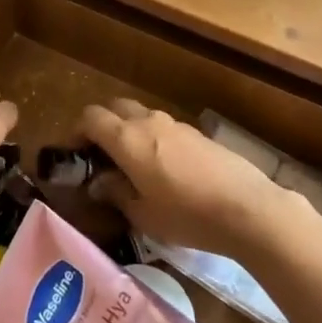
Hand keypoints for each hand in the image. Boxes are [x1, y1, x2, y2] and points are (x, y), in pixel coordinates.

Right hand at [80, 100, 286, 258]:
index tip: (75, 154)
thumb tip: (100, 182)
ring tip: (132, 165)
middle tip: (100, 155)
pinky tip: (163, 170)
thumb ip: (116, 192)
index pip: (90, 117)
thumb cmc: (187, 215)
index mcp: (127, 138)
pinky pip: (163, 127)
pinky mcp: (197, 133)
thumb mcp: (143, 214)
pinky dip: (152, 139)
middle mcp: (147, 122)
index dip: (76, 131)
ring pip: (140, 115)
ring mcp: (175, 124)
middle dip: (102, 125)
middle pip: (114, 107)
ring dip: (129, 131)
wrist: (247, 208)